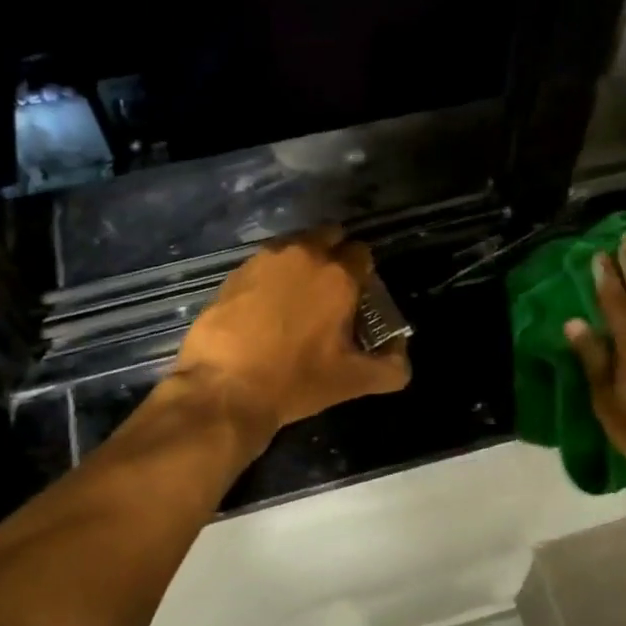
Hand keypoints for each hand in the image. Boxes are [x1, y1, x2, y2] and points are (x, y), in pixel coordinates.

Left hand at [173, 226, 411, 440]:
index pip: (363, 253)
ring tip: (296, 300)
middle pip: (329, 237)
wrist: (223, 388)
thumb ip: (391, 367)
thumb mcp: (353, 382)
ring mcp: (264, 260)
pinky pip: (264, 264)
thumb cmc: (295, 381)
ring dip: (301, 264)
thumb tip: (401, 354)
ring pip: (294, 247)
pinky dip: (271, 277)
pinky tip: (265, 307)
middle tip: (330, 292)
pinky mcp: (234, 272)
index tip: (359, 297)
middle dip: (334, 255)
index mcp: (338, 275)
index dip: (364, 274)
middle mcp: (303, 255)